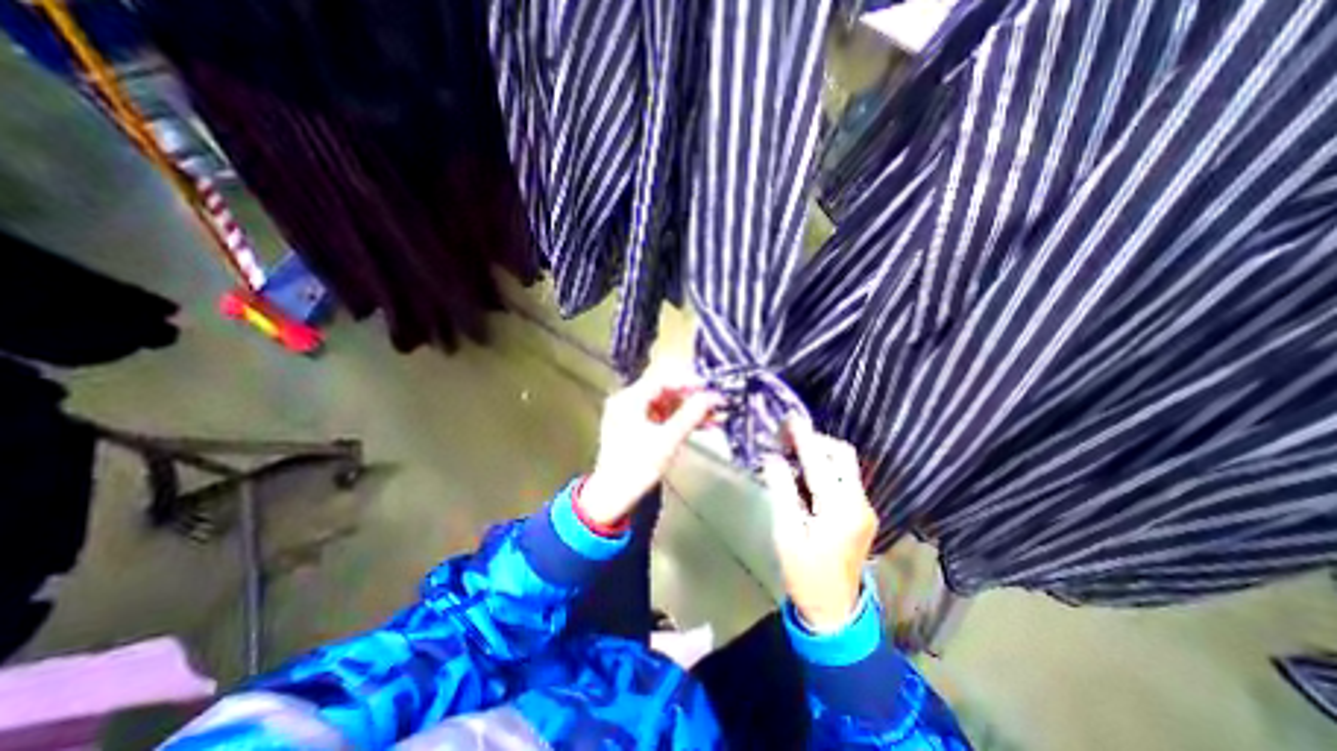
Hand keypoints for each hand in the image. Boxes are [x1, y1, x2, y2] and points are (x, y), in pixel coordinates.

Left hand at [578, 365, 719, 526]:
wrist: (612, 498)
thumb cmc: (636, 467)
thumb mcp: (668, 440)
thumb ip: (691, 415)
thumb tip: (712, 396)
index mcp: (628, 400)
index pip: (663, 381)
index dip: (689, 383)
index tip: (711, 389)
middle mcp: (627, 402)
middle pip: (664, 392)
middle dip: (691, 399)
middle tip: (715, 404)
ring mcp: (630, 415)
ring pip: (665, 405)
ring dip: (688, 411)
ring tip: (714, 417)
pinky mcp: (635, 429)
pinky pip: (660, 417)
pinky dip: (678, 421)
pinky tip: (700, 426)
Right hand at [762, 415, 880, 633]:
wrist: (834, 609)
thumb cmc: (804, 574)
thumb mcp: (786, 533)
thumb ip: (781, 491)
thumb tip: (772, 457)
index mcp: (840, 510)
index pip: (820, 463)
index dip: (803, 438)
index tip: (790, 418)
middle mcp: (859, 503)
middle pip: (842, 455)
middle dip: (815, 442)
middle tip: (787, 440)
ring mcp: (864, 508)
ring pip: (845, 464)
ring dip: (819, 453)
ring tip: (791, 453)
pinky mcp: (861, 512)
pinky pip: (844, 477)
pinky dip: (824, 467)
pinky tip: (804, 474)